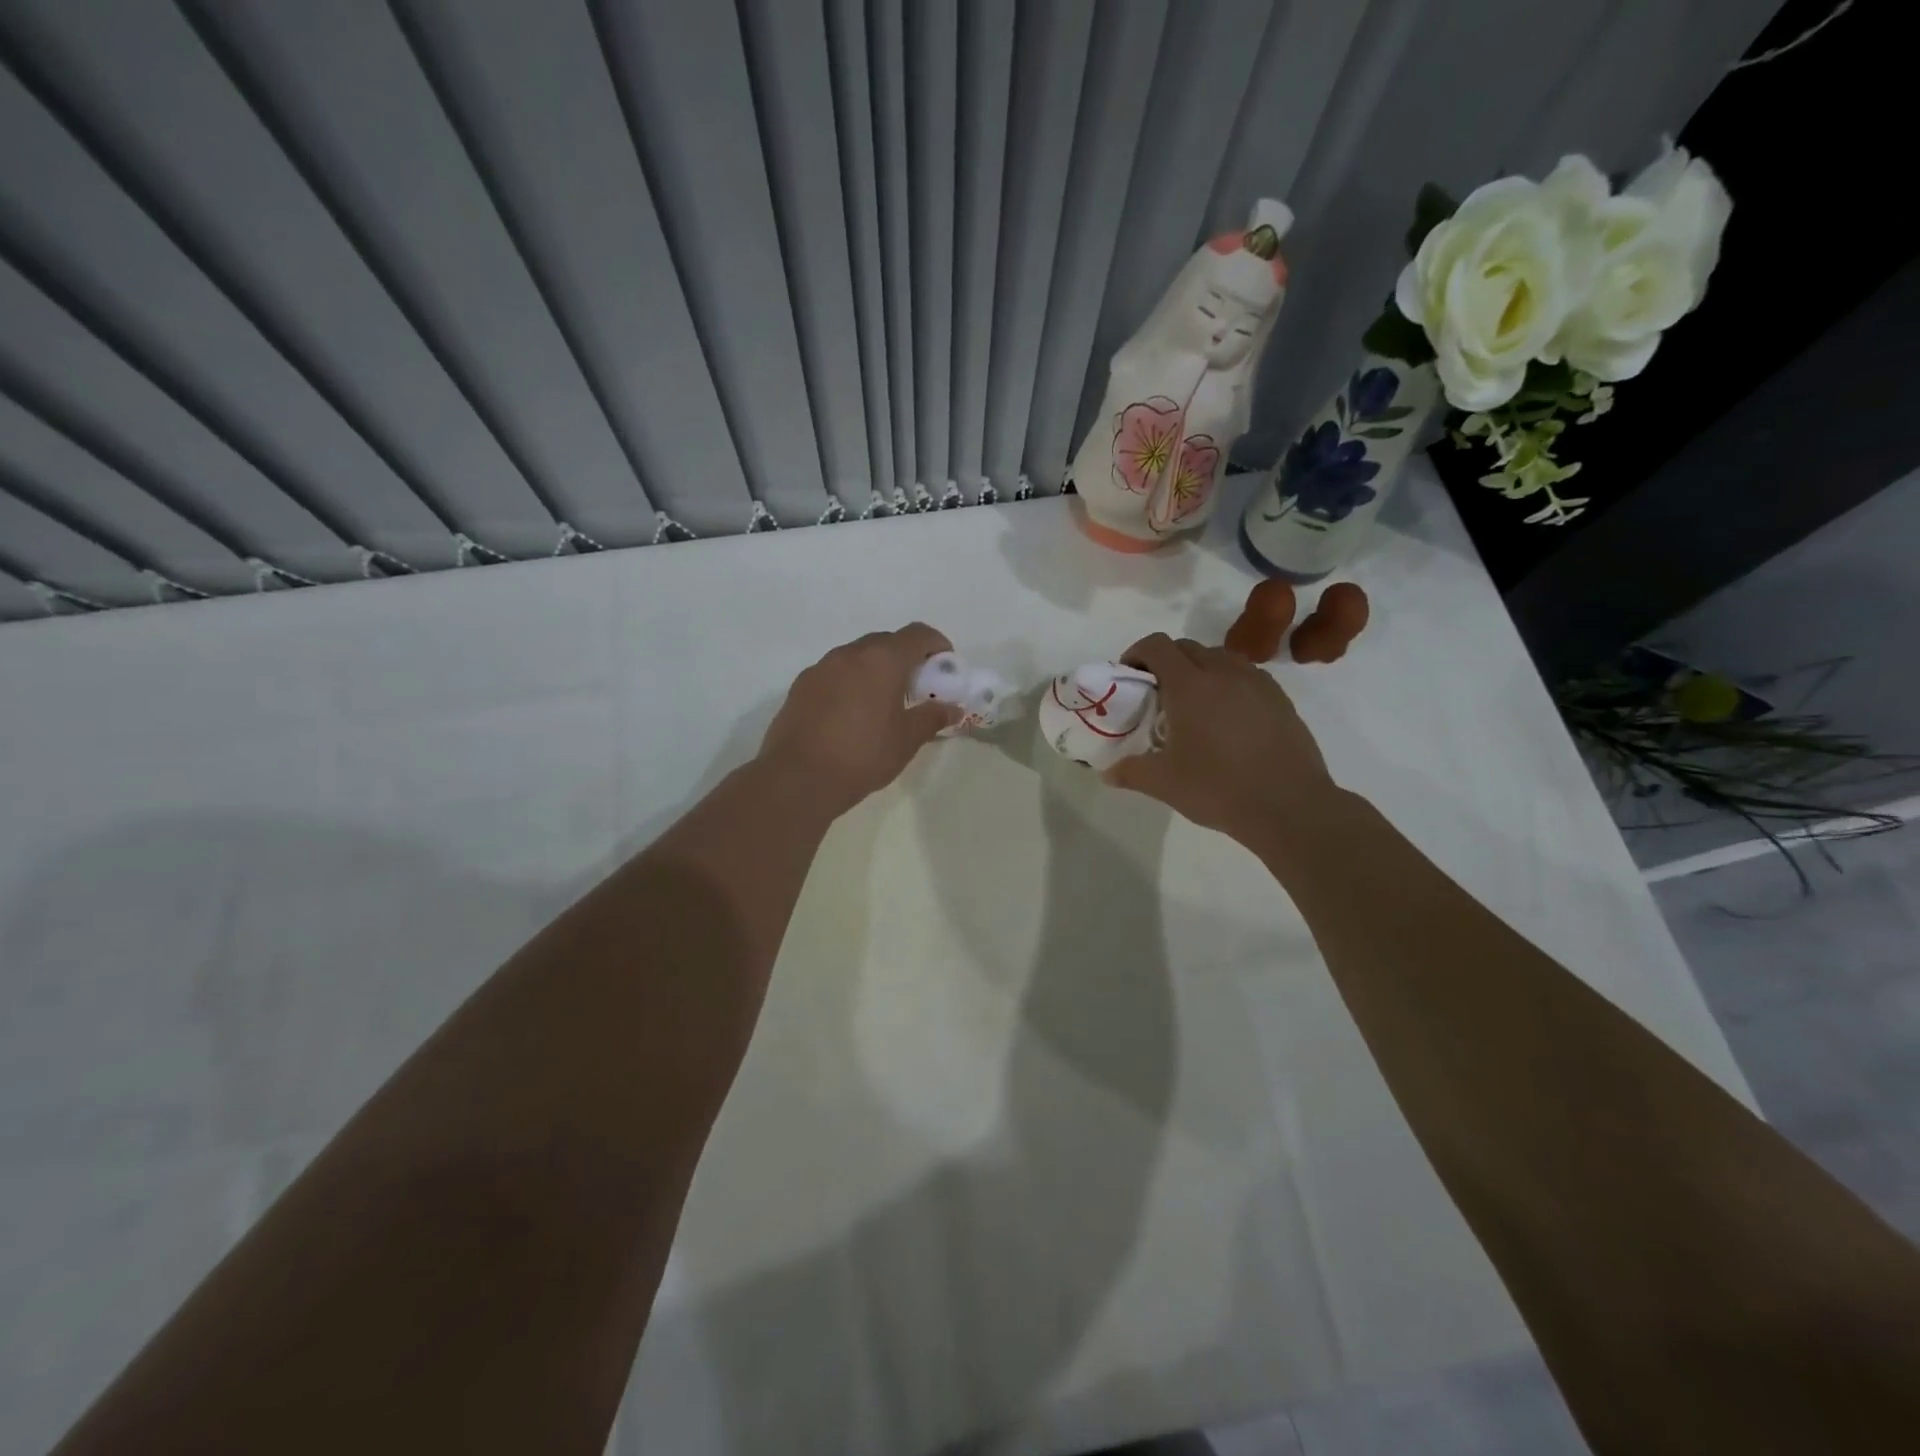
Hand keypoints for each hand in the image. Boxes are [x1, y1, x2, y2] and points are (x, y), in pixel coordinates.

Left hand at [758, 623, 961, 815]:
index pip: (918, 634)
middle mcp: (850, 654)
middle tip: (917, 688)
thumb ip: (932, 718)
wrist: (797, 778)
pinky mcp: (801, 686)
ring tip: (883, 704)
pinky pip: (835, 674)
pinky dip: (851, 683)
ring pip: (857, 657)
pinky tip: (851, 715)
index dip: (937, 645)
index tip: (945, 667)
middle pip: (886, 642)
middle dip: (906, 658)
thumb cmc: (862, 756)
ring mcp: (821, 667)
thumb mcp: (906, 740)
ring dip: (876, 670)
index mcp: (882, 660)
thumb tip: (952, 708)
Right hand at [1104, 633, 1337, 843]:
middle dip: (1166, 661)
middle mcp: (1223, 672)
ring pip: (1219, 657)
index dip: (1137, 653)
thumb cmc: (1218, 789)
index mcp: (1189, 685)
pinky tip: (1227, 716)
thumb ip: (1131, 771)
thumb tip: (1107, 773)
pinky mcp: (1280, 698)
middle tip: (1156, 693)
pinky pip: (1246, 675)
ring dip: (1199, 668)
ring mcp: (1256, 683)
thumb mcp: (1164, 784)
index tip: (1129, 675)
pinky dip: (1228, 682)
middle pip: (1187, 646)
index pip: (1157, 646)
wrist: (1289, 806)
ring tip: (1193, 703)